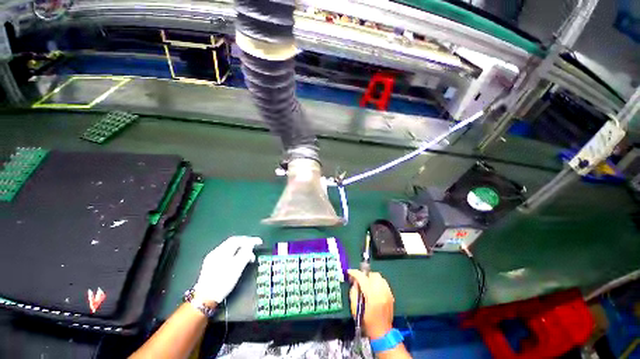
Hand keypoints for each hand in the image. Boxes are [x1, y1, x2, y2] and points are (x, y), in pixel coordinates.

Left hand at [193, 236, 262, 303]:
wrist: (205, 299)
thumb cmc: (222, 282)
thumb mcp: (237, 268)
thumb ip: (245, 253)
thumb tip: (251, 244)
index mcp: (222, 251)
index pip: (238, 240)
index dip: (250, 240)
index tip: (259, 242)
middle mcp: (216, 252)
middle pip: (233, 242)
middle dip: (245, 244)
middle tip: (254, 247)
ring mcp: (212, 258)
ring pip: (229, 248)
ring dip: (240, 250)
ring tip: (248, 257)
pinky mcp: (211, 265)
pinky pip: (225, 254)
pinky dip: (234, 254)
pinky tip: (238, 261)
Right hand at [348, 270, 394, 339]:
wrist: (382, 333)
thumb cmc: (366, 322)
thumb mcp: (355, 308)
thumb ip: (354, 292)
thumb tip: (355, 282)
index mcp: (372, 296)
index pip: (362, 278)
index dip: (355, 273)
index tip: (349, 272)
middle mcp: (381, 292)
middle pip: (372, 275)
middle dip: (365, 276)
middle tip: (360, 281)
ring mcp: (387, 293)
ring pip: (379, 277)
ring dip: (371, 278)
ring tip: (367, 284)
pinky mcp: (391, 295)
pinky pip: (384, 282)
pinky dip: (378, 283)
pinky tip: (374, 289)